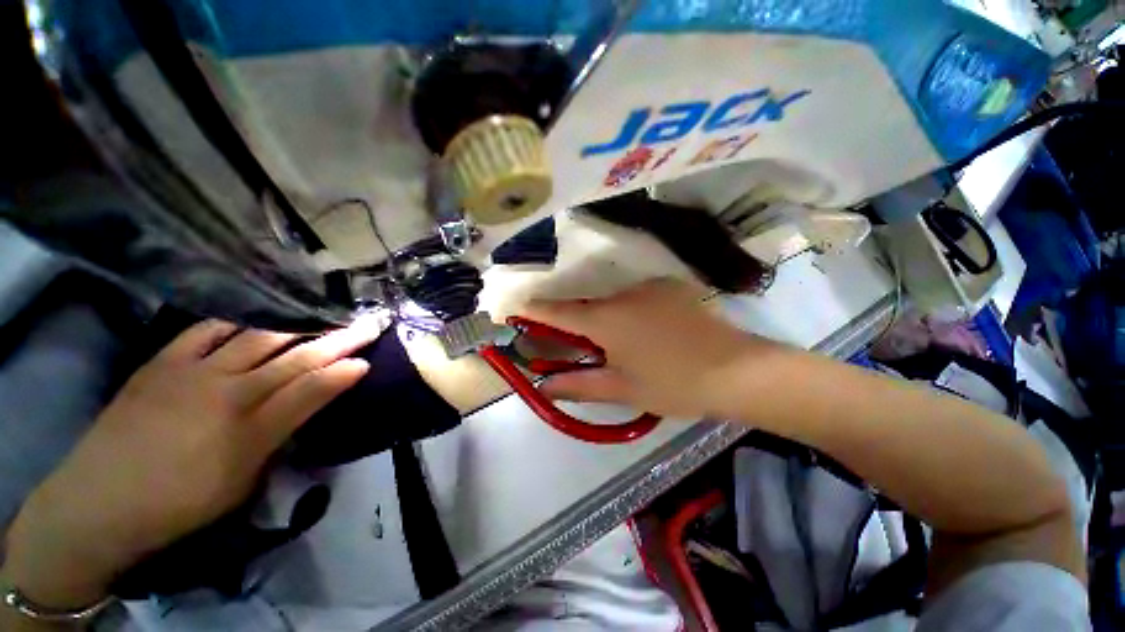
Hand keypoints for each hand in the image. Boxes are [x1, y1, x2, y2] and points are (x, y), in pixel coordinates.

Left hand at [2, 316, 385, 609]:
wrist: (98, 502)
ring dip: (297, 326)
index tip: (370, 358)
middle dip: (338, 339)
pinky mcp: (162, 363)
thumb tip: (316, 402)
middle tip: (367, 324)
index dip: (344, 371)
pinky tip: (254, 315)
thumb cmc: (180, 503)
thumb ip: (283, 433)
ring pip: (258, 338)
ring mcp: (192, 373)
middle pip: (295, 358)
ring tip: (323, 315)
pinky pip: (205, 331)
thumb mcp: (243, 480)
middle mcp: (227, 392)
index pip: (312, 388)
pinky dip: (236, 321)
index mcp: (250, 429)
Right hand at [522, 279, 789, 418]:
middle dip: (577, 321)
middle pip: (588, 306)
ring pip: (614, 301)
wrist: (736, 370)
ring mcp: (650, 286)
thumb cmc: (672, 384)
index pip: (560, 312)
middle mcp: (624, 294)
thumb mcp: (622, 389)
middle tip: (580, 343)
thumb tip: (543, 387)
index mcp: (607, 320)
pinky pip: (640, 297)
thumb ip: (579, 385)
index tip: (519, 308)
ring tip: (626, 344)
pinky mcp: (672, 286)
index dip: (537, 310)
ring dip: (608, 318)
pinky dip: (633, 311)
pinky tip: (652, 332)